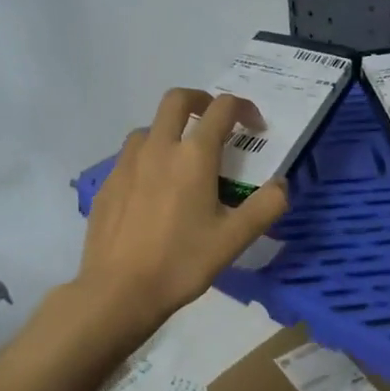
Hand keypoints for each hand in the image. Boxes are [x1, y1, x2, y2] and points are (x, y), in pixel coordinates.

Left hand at [76, 87, 288, 327]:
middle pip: (177, 100)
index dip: (244, 108)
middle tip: (215, 120)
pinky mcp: (107, 184)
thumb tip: (282, 185)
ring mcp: (126, 164)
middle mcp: (157, 148)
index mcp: (193, 156)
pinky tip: (155, 191)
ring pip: (149, 127)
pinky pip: (130, 156)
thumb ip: (266, 206)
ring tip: (183, 159)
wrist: (119, 290)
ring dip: (171, 130)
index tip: (255, 126)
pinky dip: (149, 158)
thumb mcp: (234, 239)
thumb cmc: (182, 263)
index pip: (222, 109)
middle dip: (201, 100)